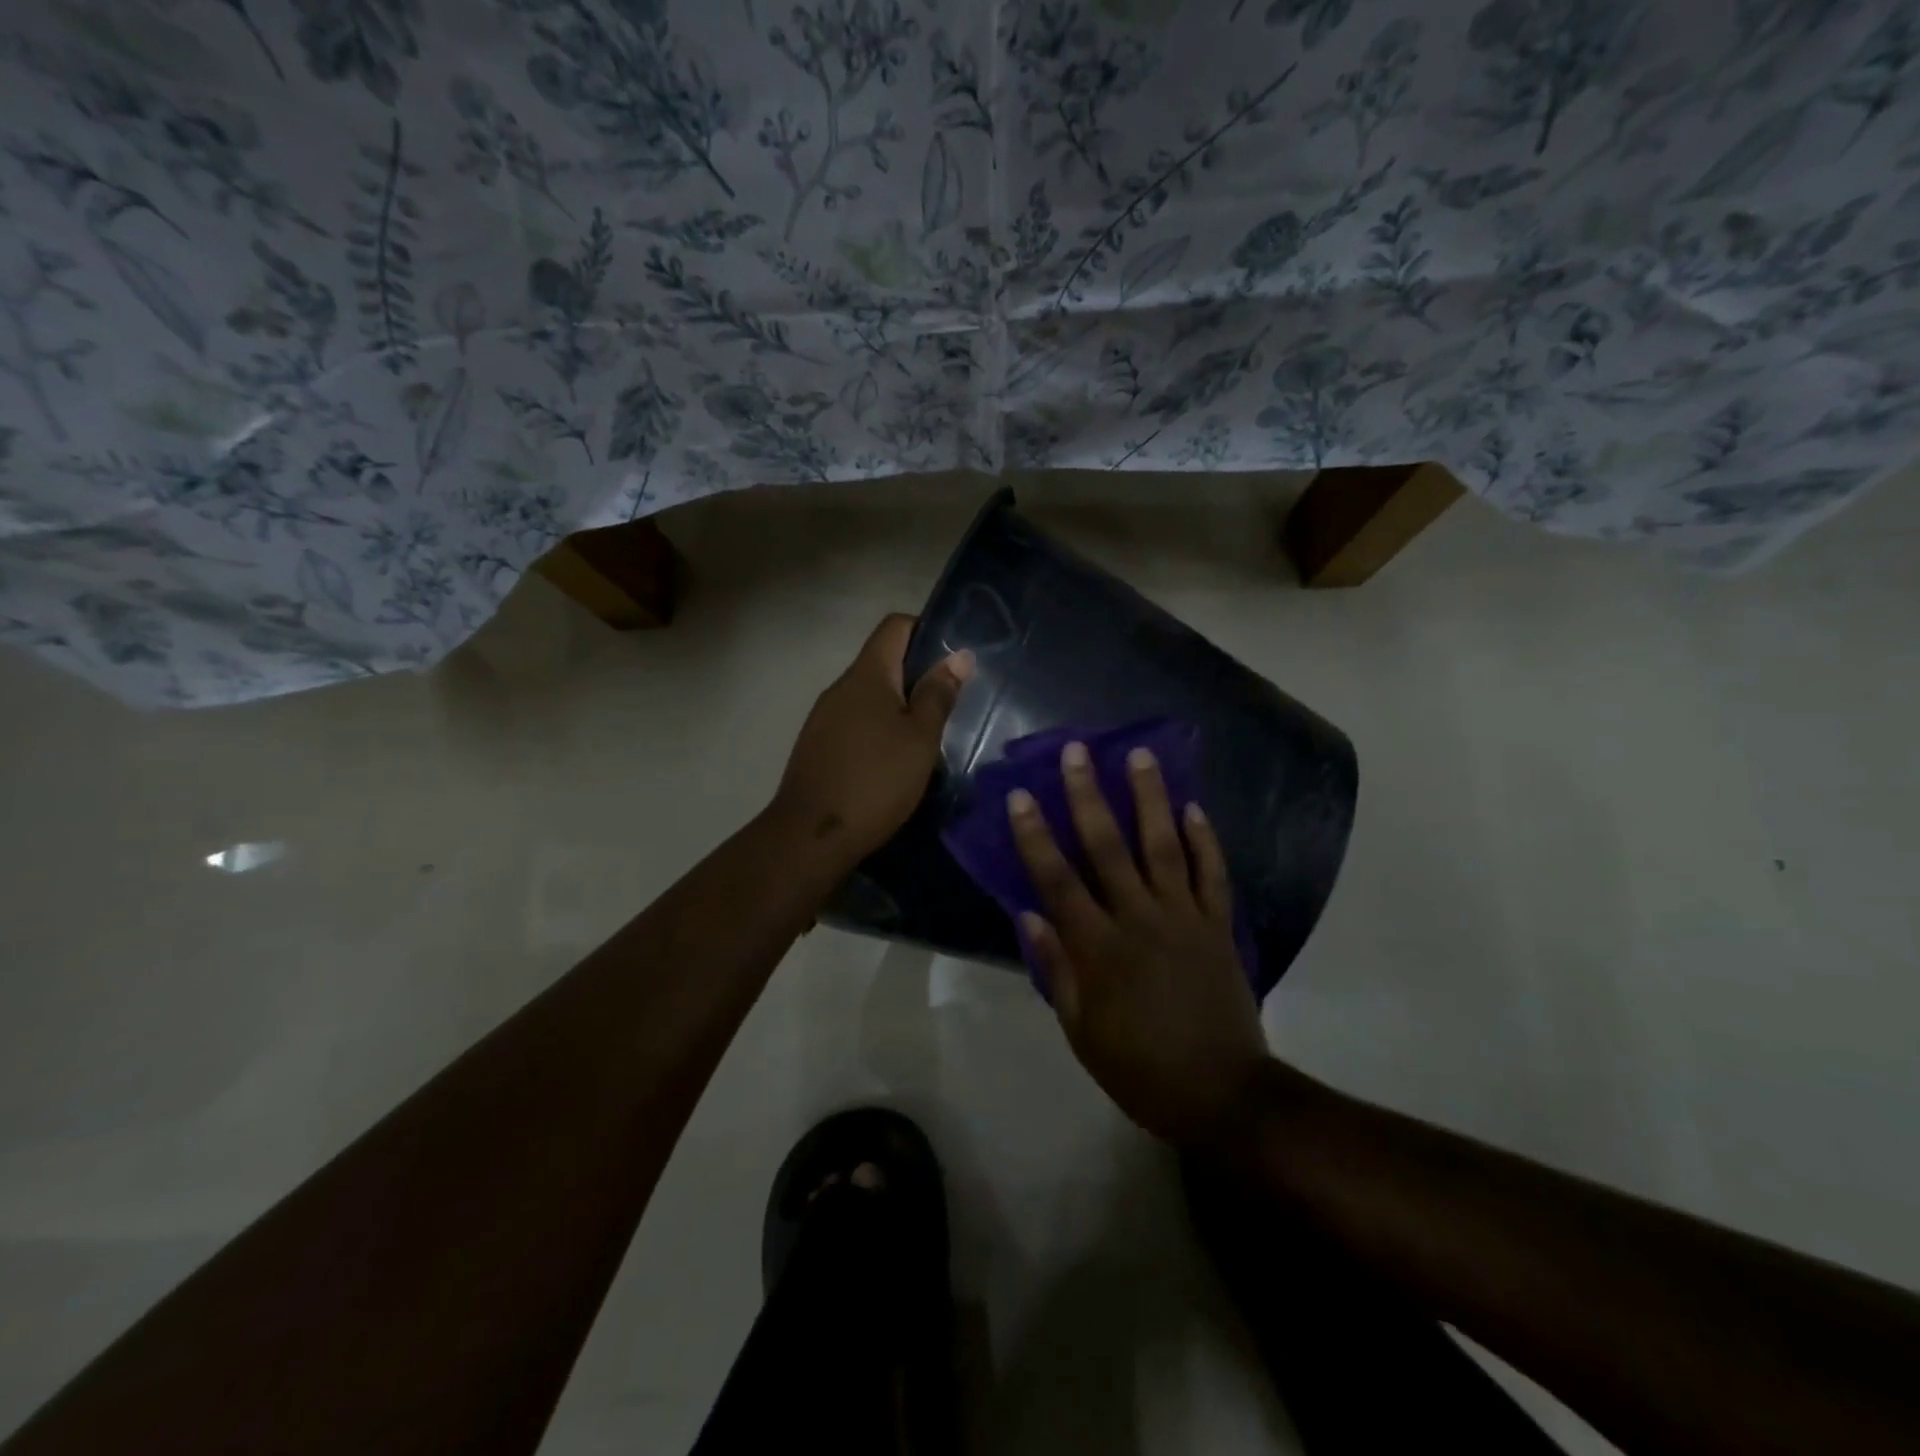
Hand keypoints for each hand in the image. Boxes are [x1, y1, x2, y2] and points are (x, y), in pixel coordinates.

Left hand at [772, 613, 973, 865]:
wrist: (811, 835)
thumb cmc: (876, 781)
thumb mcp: (920, 739)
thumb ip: (939, 694)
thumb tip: (960, 655)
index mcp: (867, 675)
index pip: (895, 626)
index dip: (926, 629)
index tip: (954, 656)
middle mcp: (841, 687)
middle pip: (882, 661)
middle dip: (917, 674)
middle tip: (951, 701)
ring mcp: (824, 717)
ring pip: (869, 695)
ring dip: (898, 705)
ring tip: (928, 734)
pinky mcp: (818, 745)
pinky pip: (855, 721)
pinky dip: (879, 728)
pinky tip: (895, 759)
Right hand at [1009, 742, 1269, 1146]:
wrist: (1221, 1094)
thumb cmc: (1139, 1067)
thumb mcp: (1081, 1030)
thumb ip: (1056, 969)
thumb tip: (1029, 915)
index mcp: (1099, 949)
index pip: (1058, 881)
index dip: (1036, 837)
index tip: (1020, 796)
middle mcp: (1140, 920)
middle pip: (1109, 848)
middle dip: (1088, 796)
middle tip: (1078, 751)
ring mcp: (1185, 918)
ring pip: (1164, 846)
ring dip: (1150, 798)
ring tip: (1141, 755)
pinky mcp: (1218, 926)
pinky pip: (1212, 874)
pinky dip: (1205, 840)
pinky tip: (1194, 807)